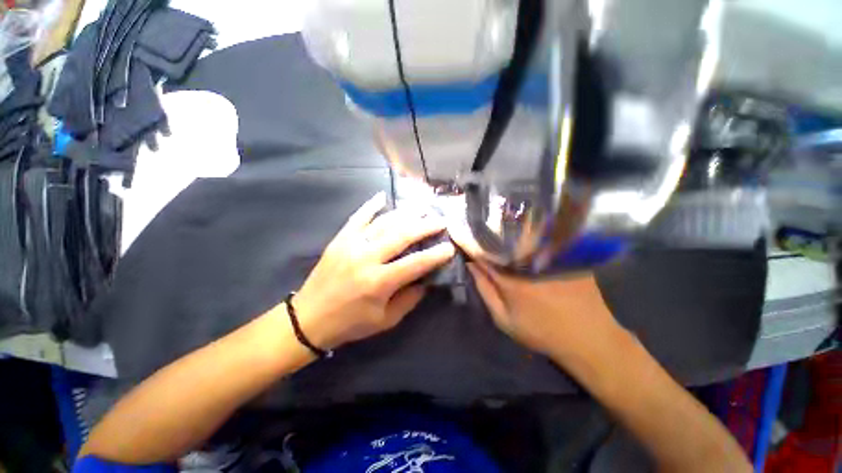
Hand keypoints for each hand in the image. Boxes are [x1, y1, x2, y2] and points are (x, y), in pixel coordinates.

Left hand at [292, 192, 454, 350]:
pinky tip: (382, 196)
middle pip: (402, 235)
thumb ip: (409, 299)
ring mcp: (351, 245)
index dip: (436, 255)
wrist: (308, 319)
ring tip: (421, 208)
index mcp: (379, 283)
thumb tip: (427, 279)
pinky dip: (371, 205)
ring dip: (405, 214)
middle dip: (425, 226)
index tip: (450, 247)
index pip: (415, 264)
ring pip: (383, 223)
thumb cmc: (350, 324)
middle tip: (440, 220)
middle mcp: (366, 258)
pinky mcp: (340, 239)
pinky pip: (357, 217)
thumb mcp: (385, 320)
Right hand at [451, 225, 624, 366]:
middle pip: (501, 237)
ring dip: (507, 228)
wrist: (589, 339)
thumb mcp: (504, 319)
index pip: (482, 251)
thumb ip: (485, 290)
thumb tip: (471, 265)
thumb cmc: (540, 331)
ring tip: (498, 224)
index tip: (461, 234)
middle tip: (479, 228)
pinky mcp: (567, 252)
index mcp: (509, 277)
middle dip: (487, 231)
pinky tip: (526, 229)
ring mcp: (550, 254)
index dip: (469, 241)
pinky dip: (530, 231)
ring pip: (522, 232)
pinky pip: (543, 235)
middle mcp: (528, 260)